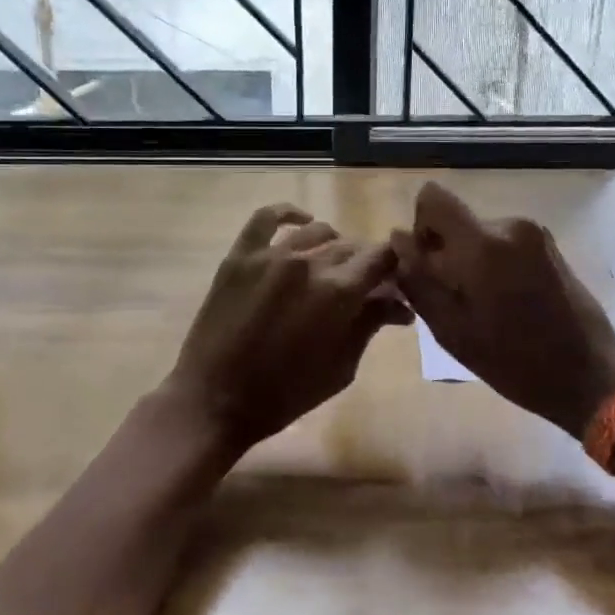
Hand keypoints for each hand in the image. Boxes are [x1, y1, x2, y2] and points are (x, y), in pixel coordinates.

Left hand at [166, 203, 411, 457]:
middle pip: (351, 246)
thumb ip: (369, 325)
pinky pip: (266, 218)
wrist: (216, 400)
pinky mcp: (240, 255)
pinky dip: (289, 214)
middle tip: (366, 285)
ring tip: (333, 265)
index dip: (395, 265)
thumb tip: (399, 304)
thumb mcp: (341, 367)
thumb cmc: (286, 394)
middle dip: (366, 263)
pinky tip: (302, 221)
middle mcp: (308, 263)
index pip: (382, 257)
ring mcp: (270, 255)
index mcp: (338, 292)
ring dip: (334, 245)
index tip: (395, 279)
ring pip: (317, 231)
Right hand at [390, 182, 614, 436]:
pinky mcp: (550, 245)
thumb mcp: (451, 329)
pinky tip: (509, 302)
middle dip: (446, 252)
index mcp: (482, 244)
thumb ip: (418, 279)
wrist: (590, 375)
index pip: (433, 198)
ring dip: (472, 261)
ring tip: (486, 307)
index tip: (429, 265)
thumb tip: (399, 239)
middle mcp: (509, 225)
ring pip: (479, 233)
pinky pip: (503, 242)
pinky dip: (495, 264)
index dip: (421, 227)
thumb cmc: (513, 361)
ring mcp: (534, 233)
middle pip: (456, 220)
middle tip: (457, 301)